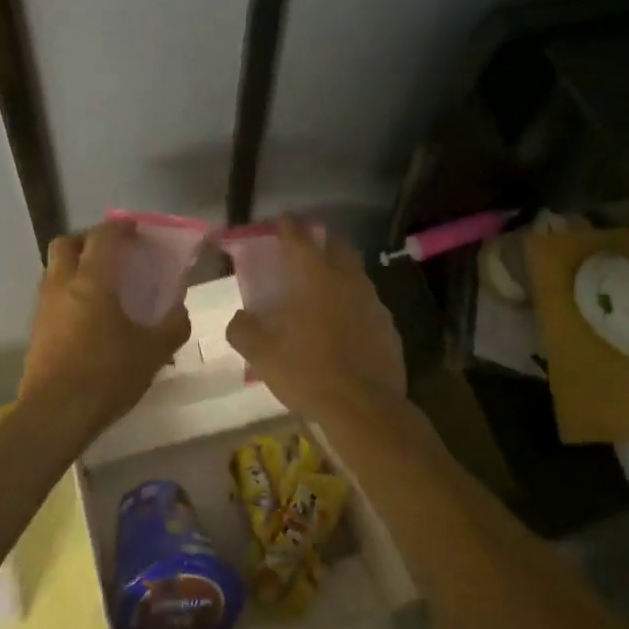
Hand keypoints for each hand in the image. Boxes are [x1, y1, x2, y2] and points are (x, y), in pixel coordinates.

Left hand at [18, 220, 190, 434]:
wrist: (55, 414)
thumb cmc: (107, 375)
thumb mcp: (153, 352)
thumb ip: (172, 326)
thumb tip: (180, 311)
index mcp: (92, 281)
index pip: (103, 237)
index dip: (120, 227)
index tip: (135, 230)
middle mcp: (62, 285)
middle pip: (66, 243)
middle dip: (88, 240)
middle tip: (112, 252)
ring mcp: (44, 307)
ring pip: (54, 269)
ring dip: (74, 266)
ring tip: (101, 284)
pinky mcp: (35, 330)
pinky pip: (50, 296)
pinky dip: (67, 292)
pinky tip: (87, 316)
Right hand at [225, 217, 408, 431]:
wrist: (365, 408)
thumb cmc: (309, 373)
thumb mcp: (263, 355)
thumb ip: (244, 330)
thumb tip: (240, 318)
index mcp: (315, 278)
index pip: (300, 239)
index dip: (289, 226)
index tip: (282, 221)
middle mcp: (348, 280)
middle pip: (337, 246)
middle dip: (321, 240)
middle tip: (306, 248)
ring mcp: (373, 302)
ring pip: (356, 274)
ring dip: (340, 271)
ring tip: (324, 286)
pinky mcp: (388, 326)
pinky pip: (368, 304)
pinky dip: (354, 303)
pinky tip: (345, 323)